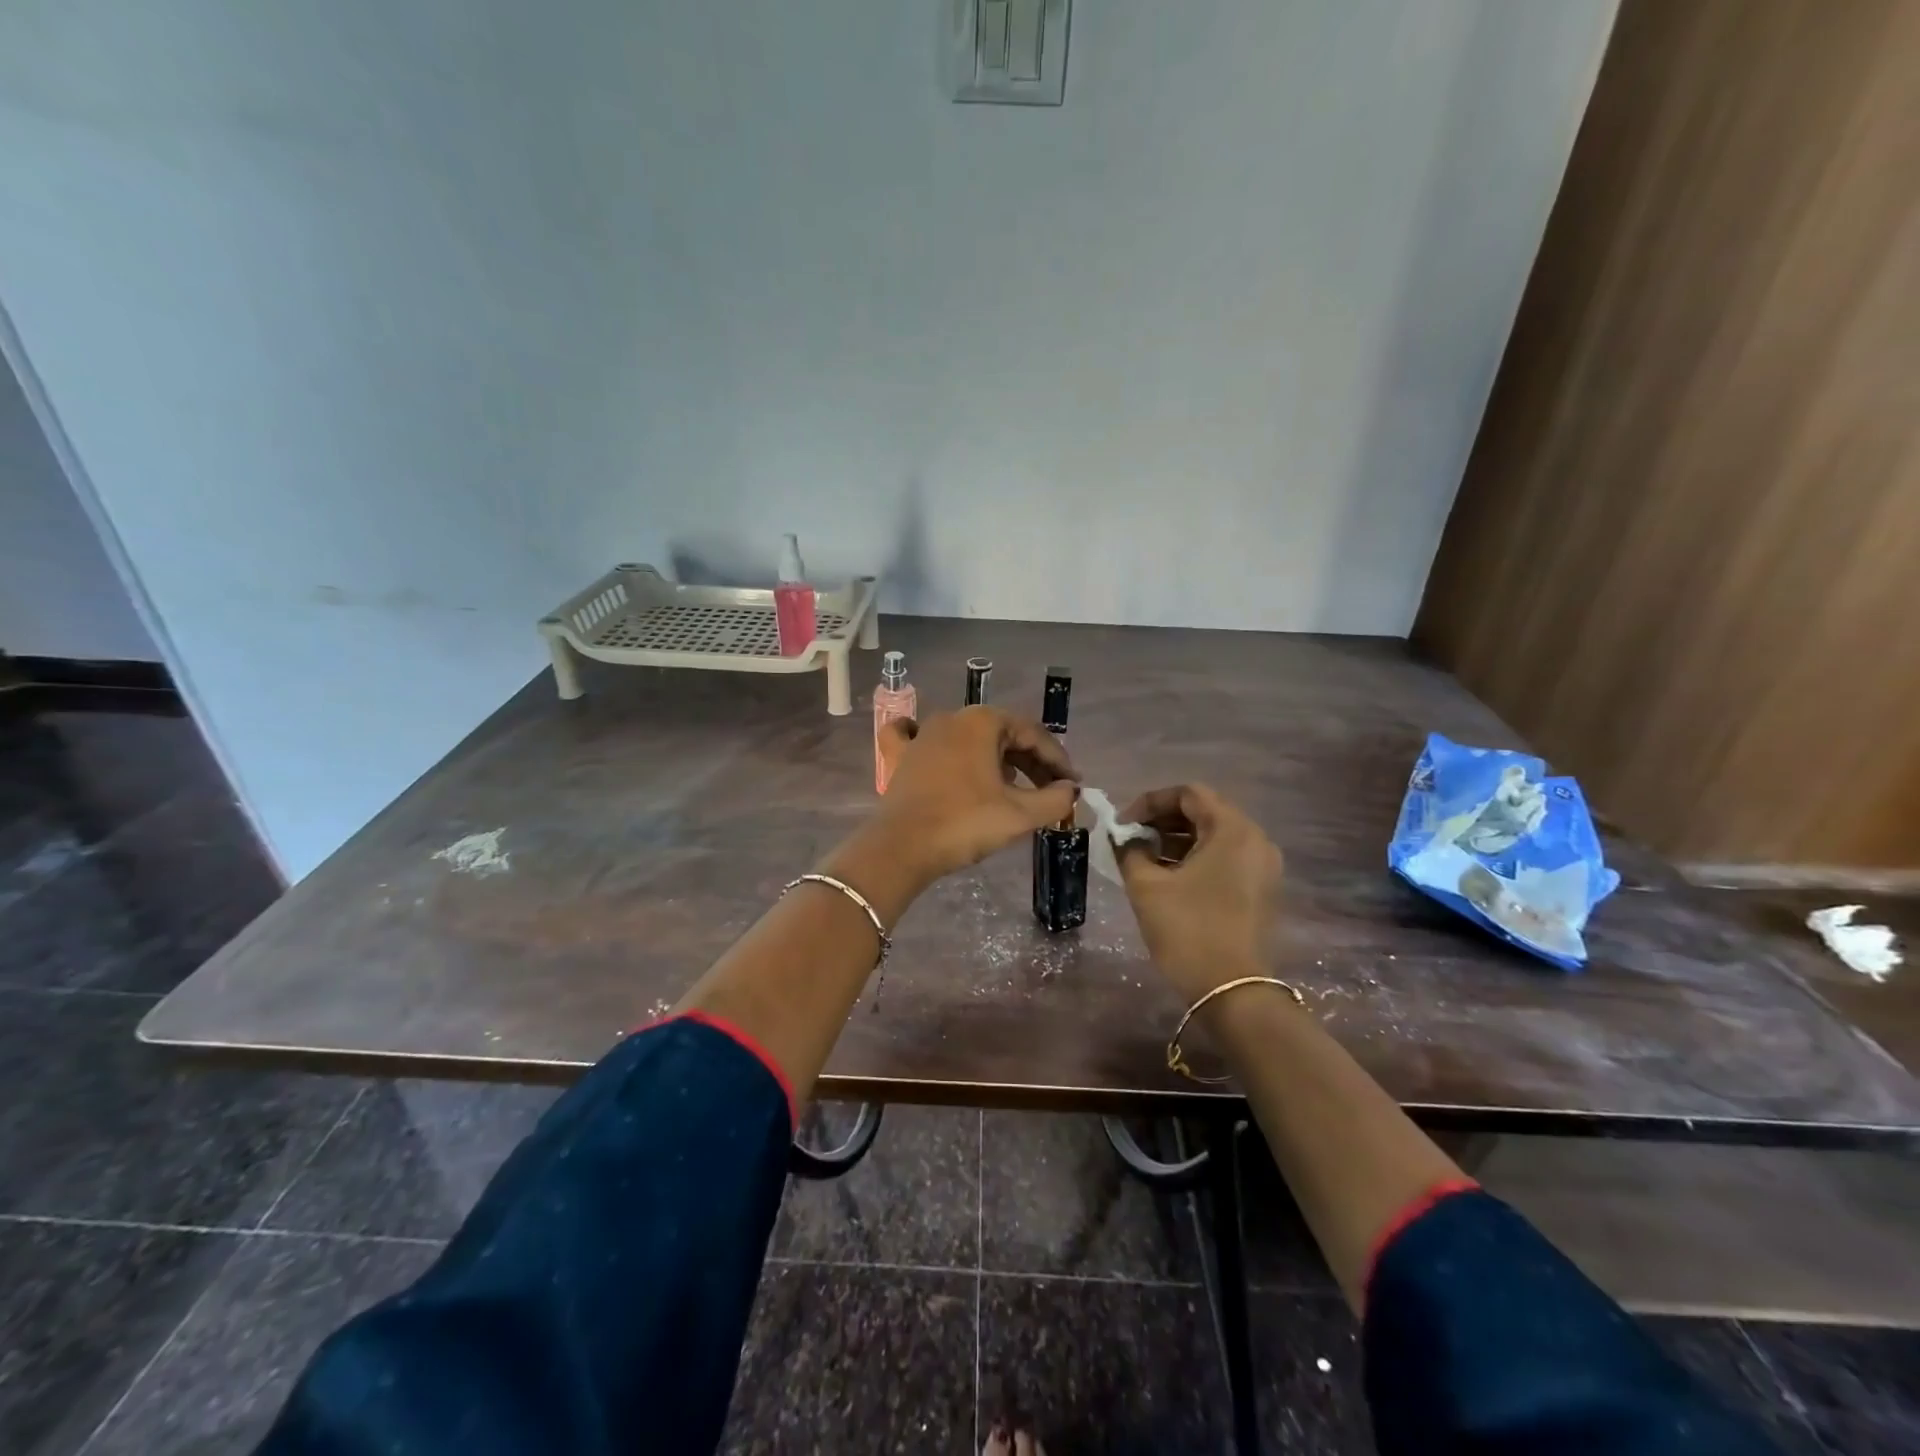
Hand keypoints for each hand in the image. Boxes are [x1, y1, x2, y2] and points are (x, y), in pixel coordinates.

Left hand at [870, 707, 1077, 881]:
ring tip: (1014, 786)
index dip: (1058, 760)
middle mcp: (952, 718)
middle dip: (1030, 762)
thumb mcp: (1019, 815)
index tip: (1073, 785)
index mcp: (982, 722)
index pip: (1032, 734)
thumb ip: (1054, 799)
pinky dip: (938, 745)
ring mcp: (923, 735)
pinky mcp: (902, 757)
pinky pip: (921, 739)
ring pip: (969, 739)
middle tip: (1051, 791)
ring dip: (996, 758)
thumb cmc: (965, 823)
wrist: (902, 847)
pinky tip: (939, 747)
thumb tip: (1070, 790)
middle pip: (1002, 734)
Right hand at [1117, 783, 1284, 1002]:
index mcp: (1233, 830)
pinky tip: (1168, 876)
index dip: (1150, 802)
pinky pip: (1225, 857)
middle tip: (1130, 838)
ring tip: (1144, 858)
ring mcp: (1262, 866)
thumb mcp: (1147, 887)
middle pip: (1204, 811)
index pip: (1188, 794)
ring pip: (1214, 836)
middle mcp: (1255, 839)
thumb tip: (1124, 838)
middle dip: (1162, 820)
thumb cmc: (1188, 930)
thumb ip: (1130, 851)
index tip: (1123, 825)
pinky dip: (1196, 858)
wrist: (1232, 992)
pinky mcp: (1261, 889)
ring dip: (1177, 840)